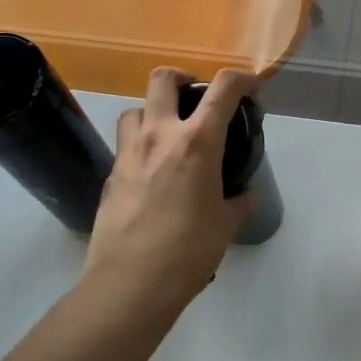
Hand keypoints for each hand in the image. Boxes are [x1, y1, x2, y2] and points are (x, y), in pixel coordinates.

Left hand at [84, 67, 256, 318]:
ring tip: (168, 135)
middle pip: (163, 79)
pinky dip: (140, 147)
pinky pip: (125, 145)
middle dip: (182, 78)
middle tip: (195, 97)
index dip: (241, 79)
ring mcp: (128, 153)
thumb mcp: (226, 225)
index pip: (223, 89)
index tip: (250, 87)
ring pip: (135, 109)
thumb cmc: (189, 250)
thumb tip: (247, 196)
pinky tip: (151, 174)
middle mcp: (159, 136)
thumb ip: (239, 203)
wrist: (131, 282)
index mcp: (196, 142)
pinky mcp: (110, 175)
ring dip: (153, 112)